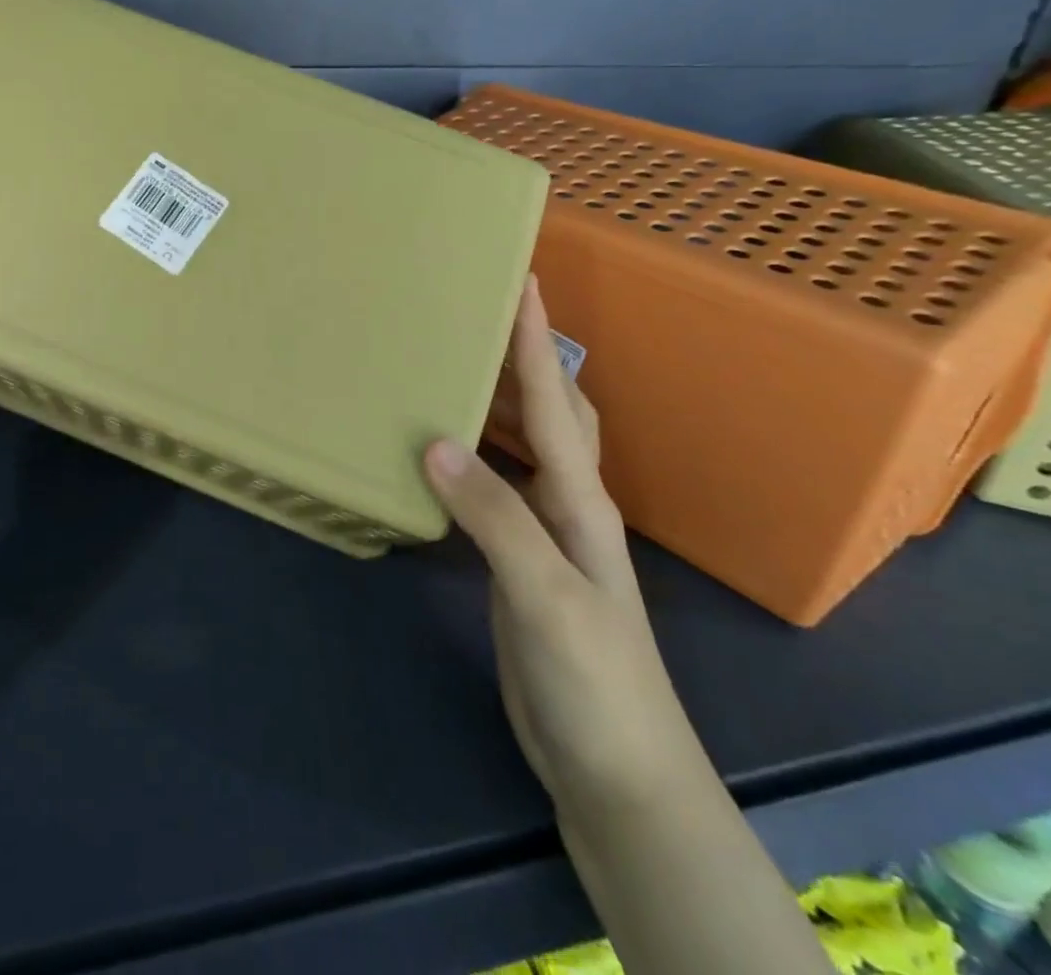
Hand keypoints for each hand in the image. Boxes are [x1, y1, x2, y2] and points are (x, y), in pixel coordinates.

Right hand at [424, 279, 711, 816]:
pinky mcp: (518, 559)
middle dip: (523, 356)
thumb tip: (434, 442)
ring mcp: (543, 532)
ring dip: (497, 400)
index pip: (556, 402)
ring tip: (452, 364)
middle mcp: (565, 502)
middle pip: (550, 410)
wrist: (616, 771)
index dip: (537, 339)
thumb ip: (494, 517)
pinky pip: (495, 484)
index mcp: (579, 500)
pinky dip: (472, 454)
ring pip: (523, 445)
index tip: (521, 280)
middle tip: (477, 315)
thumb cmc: (595, 680)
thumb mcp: (546, 595)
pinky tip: (440, 450)